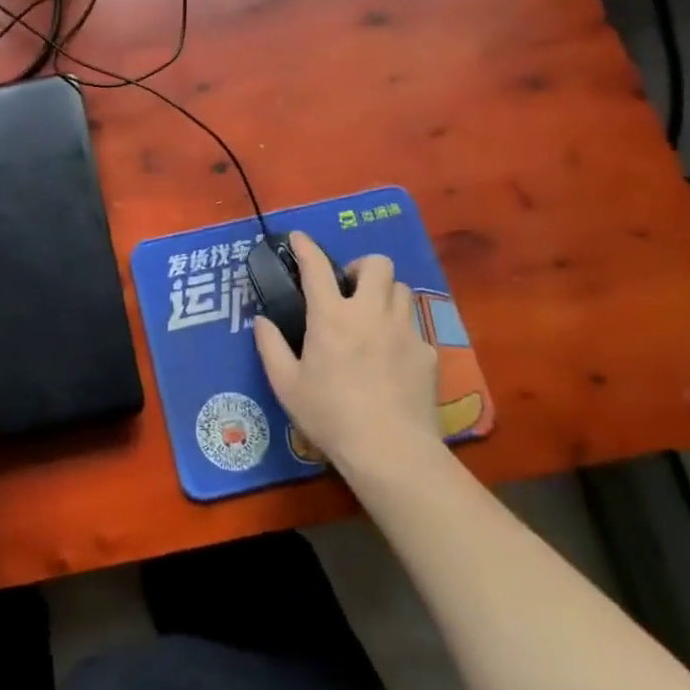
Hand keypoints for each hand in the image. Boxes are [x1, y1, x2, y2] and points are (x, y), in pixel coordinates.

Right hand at [252, 232, 440, 477]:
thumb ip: (270, 346)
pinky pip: (414, 327)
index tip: (298, 237)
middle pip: (377, 264)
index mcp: (331, 316)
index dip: (306, 247)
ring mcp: (404, 331)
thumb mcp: (286, 385)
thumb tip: (262, 320)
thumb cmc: (330, 415)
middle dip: (362, 267)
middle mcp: (371, 313)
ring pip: (401, 290)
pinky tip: (391, 358)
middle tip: (349, 289)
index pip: (317, 267)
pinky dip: (400, 332)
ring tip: (372, 317)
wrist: (391, 452)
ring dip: (384, 294)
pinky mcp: (427, 353)